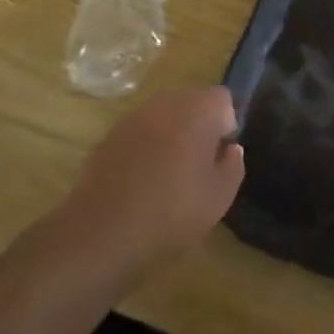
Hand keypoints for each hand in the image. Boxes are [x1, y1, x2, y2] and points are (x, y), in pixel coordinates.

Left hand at [57, 87, 245, 284]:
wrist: (100, 234)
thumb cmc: (171, 212)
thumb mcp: (219, 197)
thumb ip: (233, 165)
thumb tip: (230, 149)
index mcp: (198, 109)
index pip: (223, 99)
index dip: (226, 125)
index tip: (220, 156)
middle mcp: (167, 102)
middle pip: (192, 103)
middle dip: (199, 127)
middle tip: (198, 167)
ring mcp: (134, 117)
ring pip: (164, 117)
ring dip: (171, 136)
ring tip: (169, 176)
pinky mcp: (109, 136)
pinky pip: (140, 134)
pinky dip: (145, 149)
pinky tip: (141, 183)